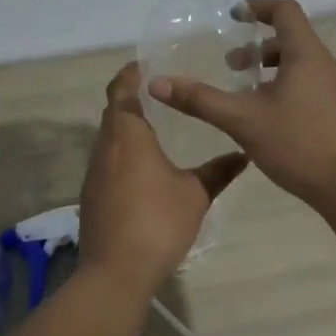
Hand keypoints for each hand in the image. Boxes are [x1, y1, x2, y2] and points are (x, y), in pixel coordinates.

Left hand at [76, 63, 248, 290]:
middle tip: (160, 94)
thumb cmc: (158, 222)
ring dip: (126, 129)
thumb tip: (244, 154)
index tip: (146, 64)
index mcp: (128, 136)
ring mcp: (94, 174)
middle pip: (113, 112)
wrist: (116, 271)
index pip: (121, 91)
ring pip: (108, 139)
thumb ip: (219, 171)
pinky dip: (122, 154)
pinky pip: (106, 162)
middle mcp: (105, 148)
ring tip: (156, 128)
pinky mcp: (91, 196)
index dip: (130, 74)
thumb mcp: (196, 195)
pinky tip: (143, 168)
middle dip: (131, 99)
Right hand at [149, 0, 335, 211]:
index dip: (257, 7)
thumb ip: (200, 100)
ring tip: (245, 93)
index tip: (234, 17)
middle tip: (231, 65)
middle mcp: (326, 65)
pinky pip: (310, 85)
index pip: (285, 10)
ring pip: (301, 64)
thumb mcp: (242, 120)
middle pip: (292, 38)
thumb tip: (156, 83)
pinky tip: (269, 118)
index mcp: (306, 54)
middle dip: (258, 46)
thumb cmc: (299, 145)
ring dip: (271, 69)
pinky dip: (286, 87)